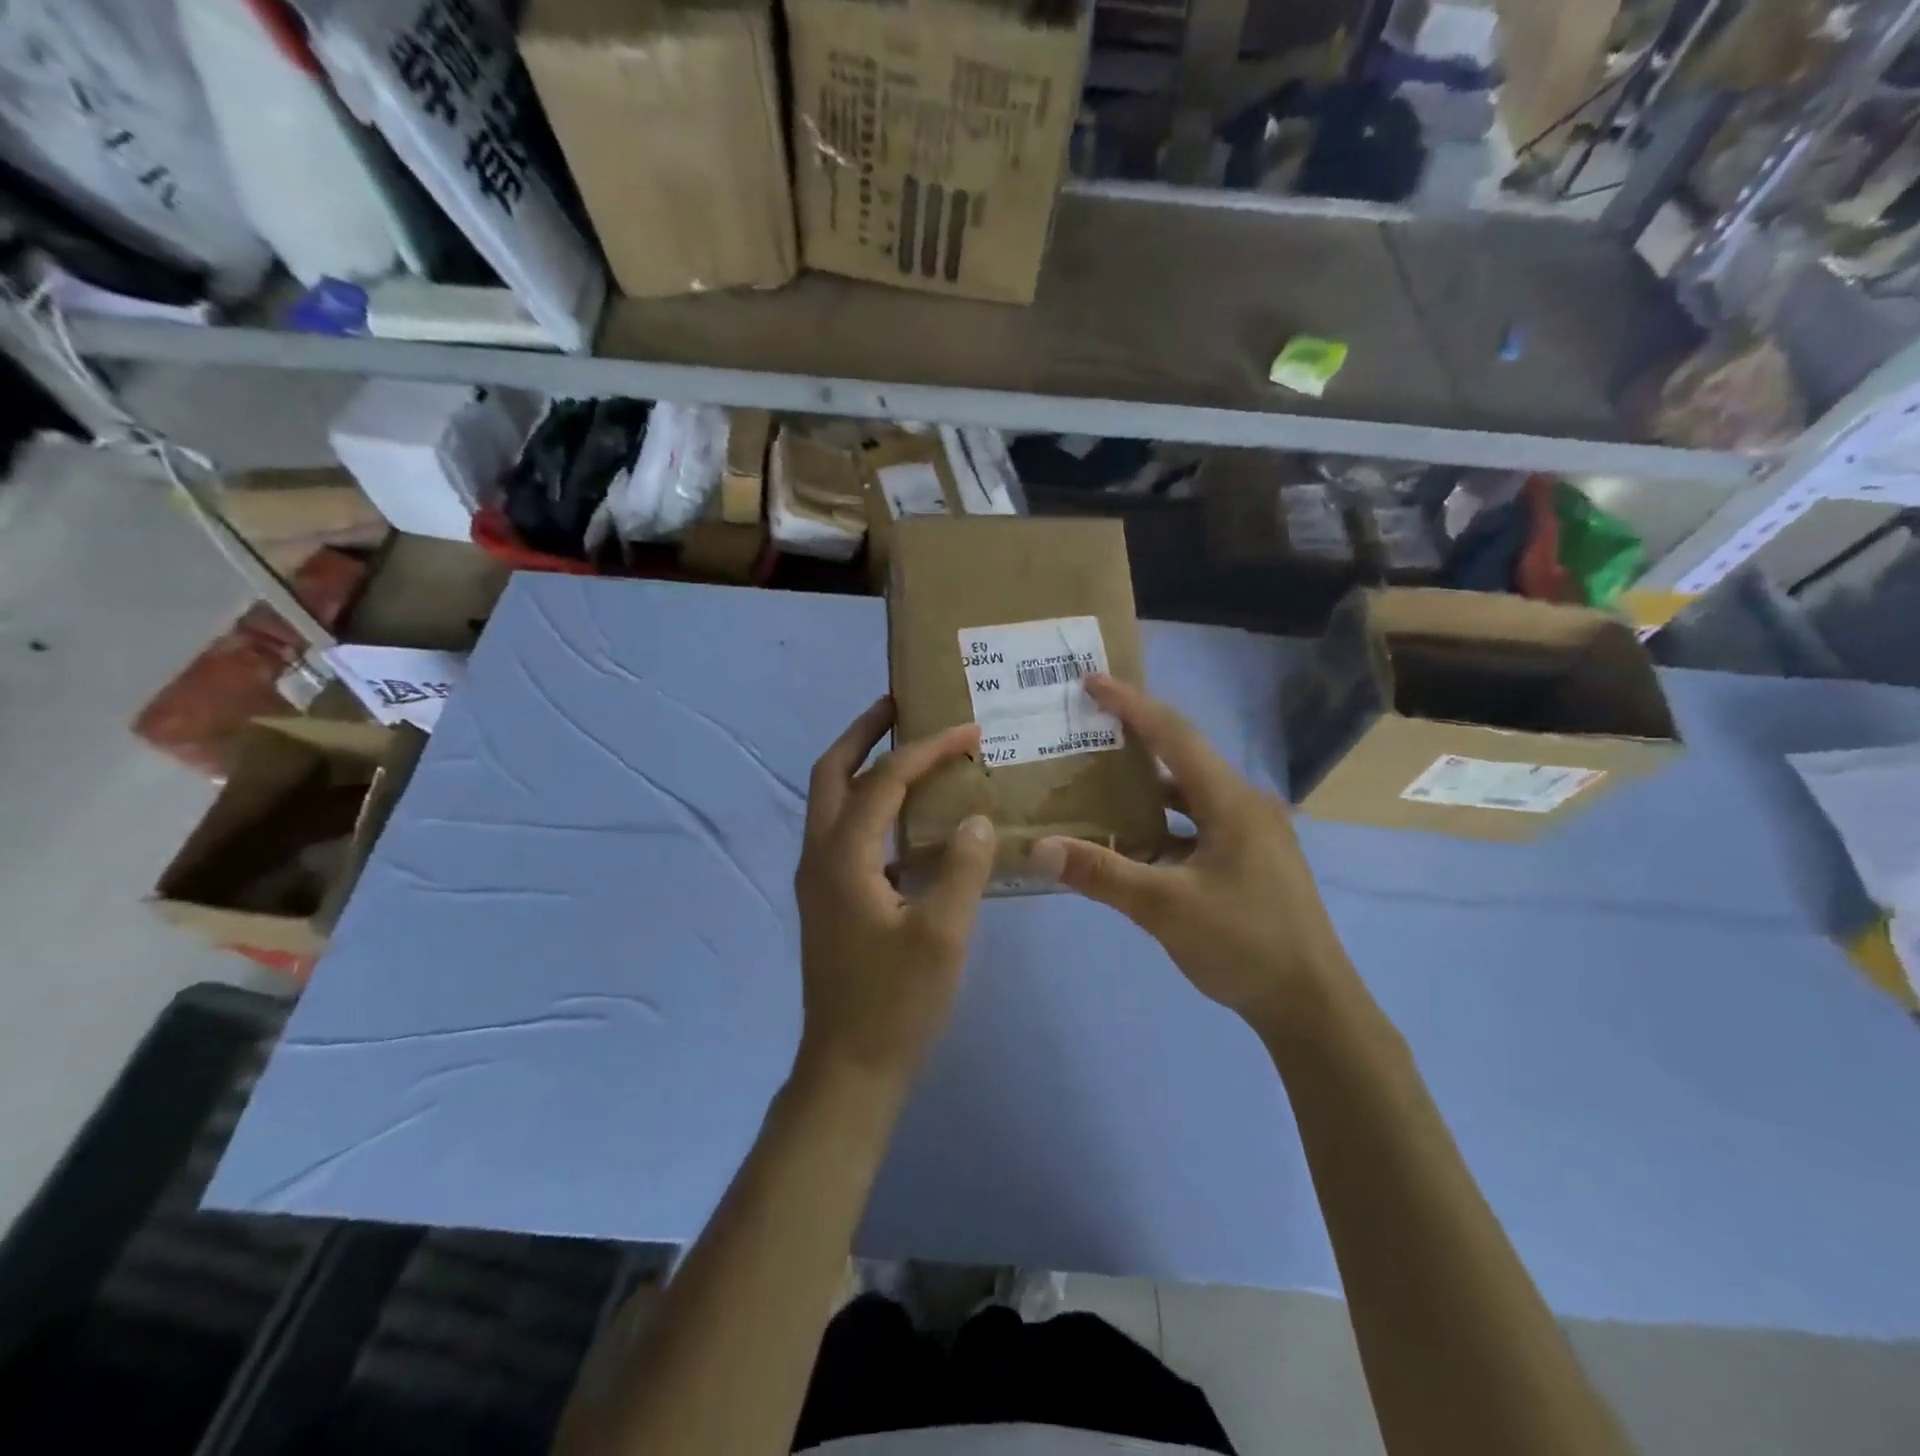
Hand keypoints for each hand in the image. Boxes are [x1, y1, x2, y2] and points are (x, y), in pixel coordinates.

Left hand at [794, 698, 996, 1089]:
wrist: (849, 1068)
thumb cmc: (896, 1002)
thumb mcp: (942, 934)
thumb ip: (962, 867)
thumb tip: (977, 818)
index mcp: (843, 855)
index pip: (885, 779)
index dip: (928, 749)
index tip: (970, 730)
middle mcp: (820, 855)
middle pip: (832, 771)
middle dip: (864, 732)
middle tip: (901, 704)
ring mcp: (819, 878)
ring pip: (833, 801)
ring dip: (864, 766)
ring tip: (908, 748)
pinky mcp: (830, 898)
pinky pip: (847, 831)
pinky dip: (872, 807)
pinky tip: (912, 820)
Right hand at [1030, 675, 1349, 1031]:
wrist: (1313, 1005)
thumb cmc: (1244, 944)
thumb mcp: (1165, 908)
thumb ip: (1101, 874)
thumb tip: (1039, 848)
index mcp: (1231, 801)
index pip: (1174, 735)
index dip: (1131, 705)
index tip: (1091, 682)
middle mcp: (1246, 805)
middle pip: (1183, 758)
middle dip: (1136, 739)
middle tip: (1087, 728)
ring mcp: (1253, 833)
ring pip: (1191, 795)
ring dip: (1148, 787)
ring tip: (1100, 781)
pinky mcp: (1251, 859)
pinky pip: (1199, 824)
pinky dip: (1165, 823)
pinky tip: (1134, 841)